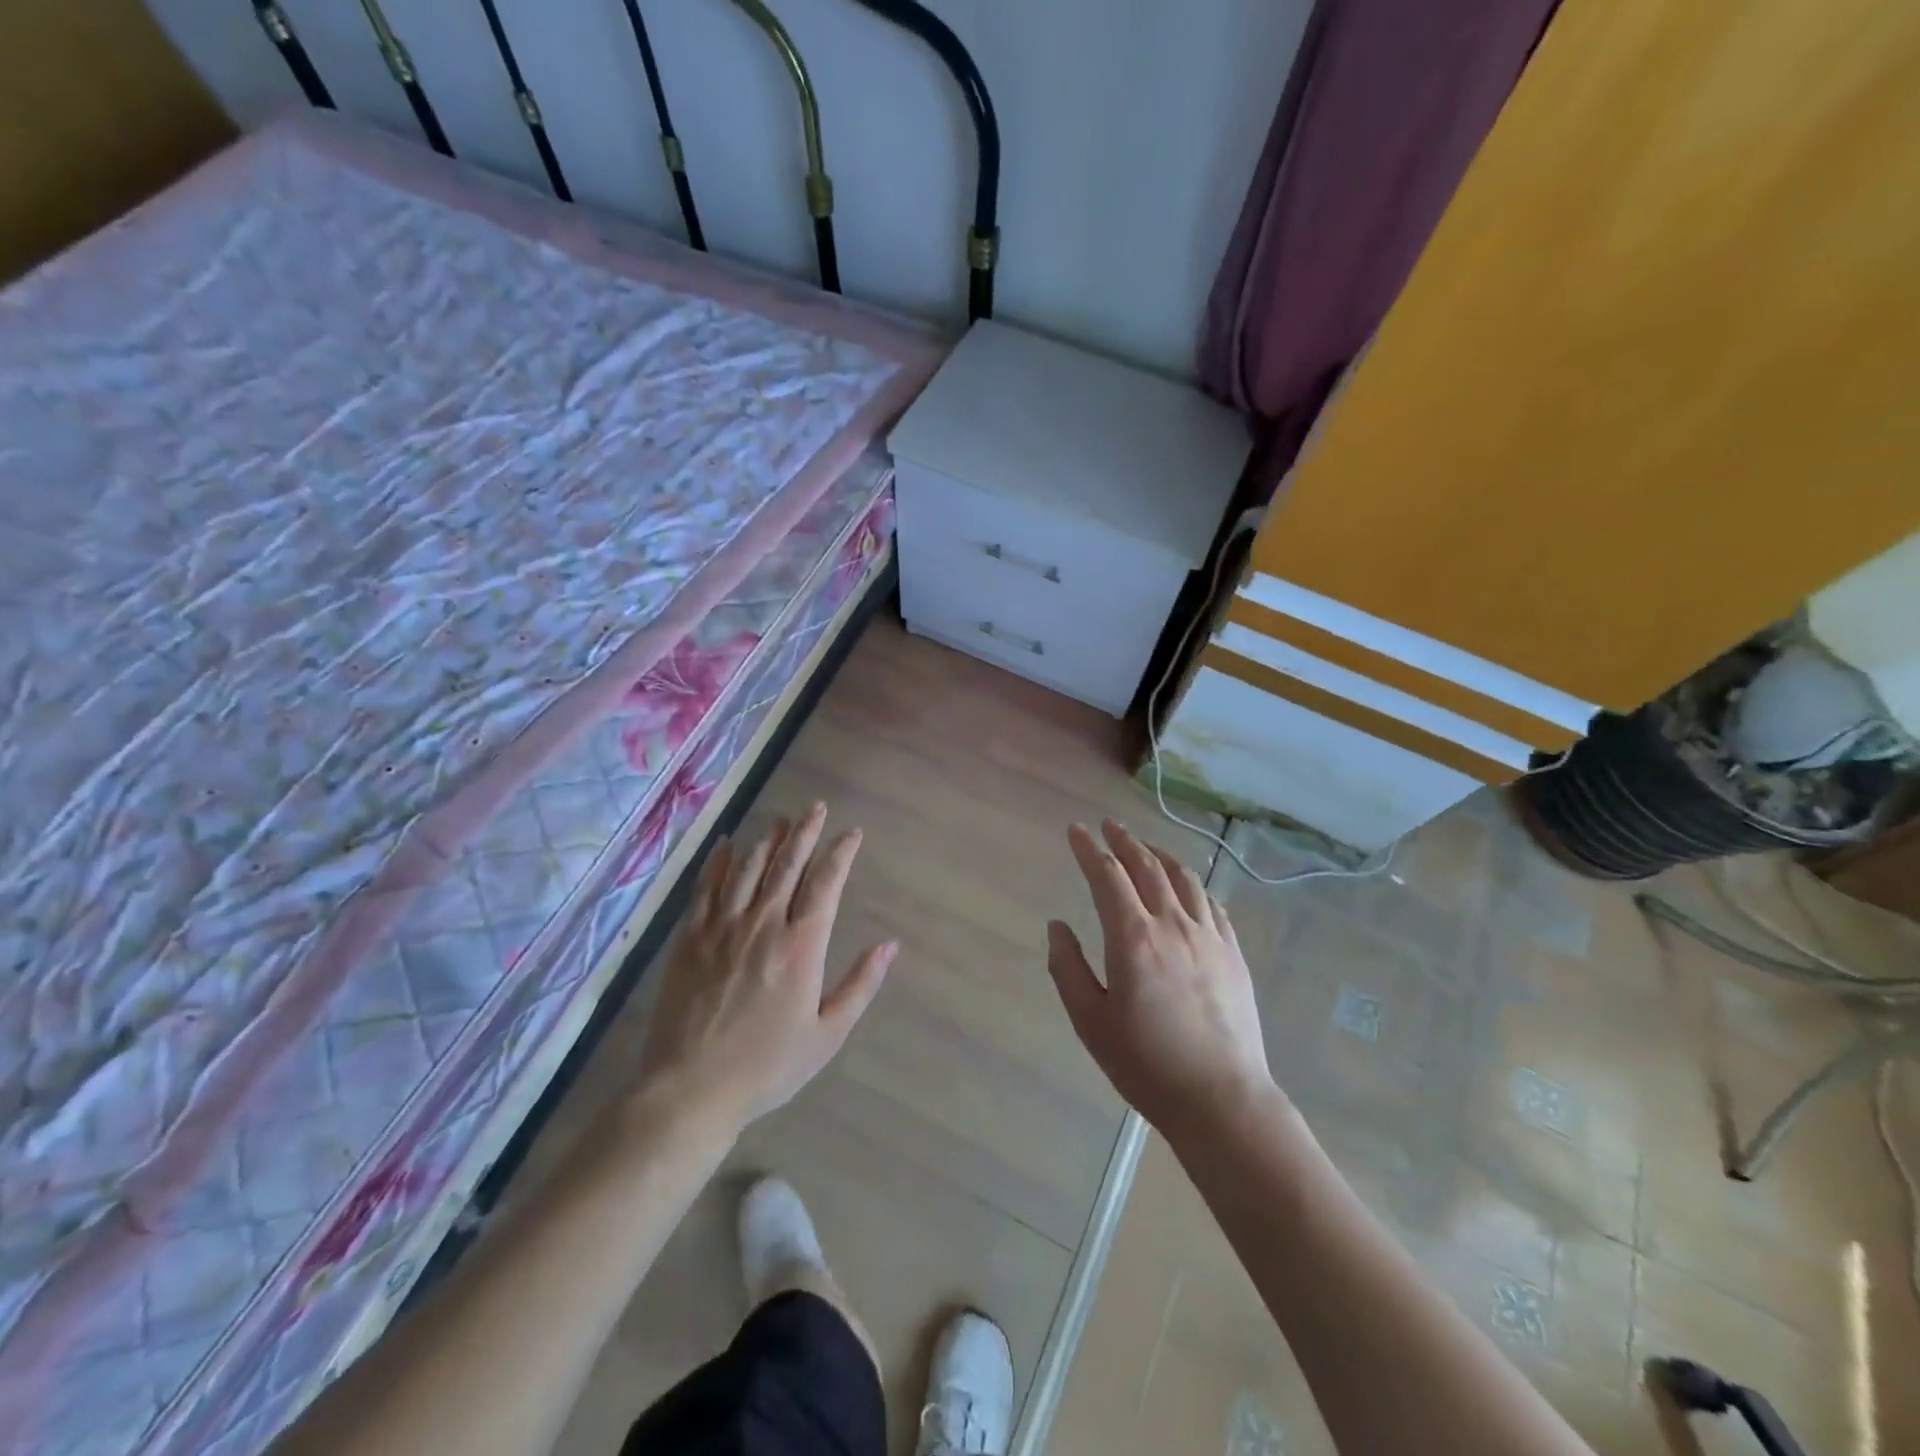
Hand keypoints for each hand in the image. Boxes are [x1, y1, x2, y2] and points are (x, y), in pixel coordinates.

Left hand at [637, 803, 895, 1128]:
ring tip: (781, 820)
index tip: (852, 834)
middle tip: (816, 807)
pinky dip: (718, 861)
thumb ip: (860, 985)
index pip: (826, 883)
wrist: (692, 1089)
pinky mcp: (689, 938)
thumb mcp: (827, 1034)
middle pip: (787, 864)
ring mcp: (722, 928)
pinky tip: (727, 844)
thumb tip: (890, 945)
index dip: (840, 853)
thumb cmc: (767, 1066)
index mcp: (801, 946)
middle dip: (805, 832)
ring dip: (767, 840)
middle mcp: (763, 925)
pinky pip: (706, 887)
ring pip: (748, 868)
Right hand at [1045, 820, 1274, 1134]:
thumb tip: (1057, 926)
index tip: (1075, 830)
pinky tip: (1187, 888)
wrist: (1222, 1099)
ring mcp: (1209, 936)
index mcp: (1133, 937)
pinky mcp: (1234, 953)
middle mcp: (1173, 924)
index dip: (1088, 849)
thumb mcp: (1090, 1021)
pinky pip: (1212, 903)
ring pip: (1183, 878)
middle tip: (1108, 825)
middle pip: (1147, 866)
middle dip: (1124, 841)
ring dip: (1159, 855)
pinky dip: (1192, 885)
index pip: (1106, 875)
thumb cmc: (1146, 1064)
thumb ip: (1068, 968)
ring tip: (1144, 848)